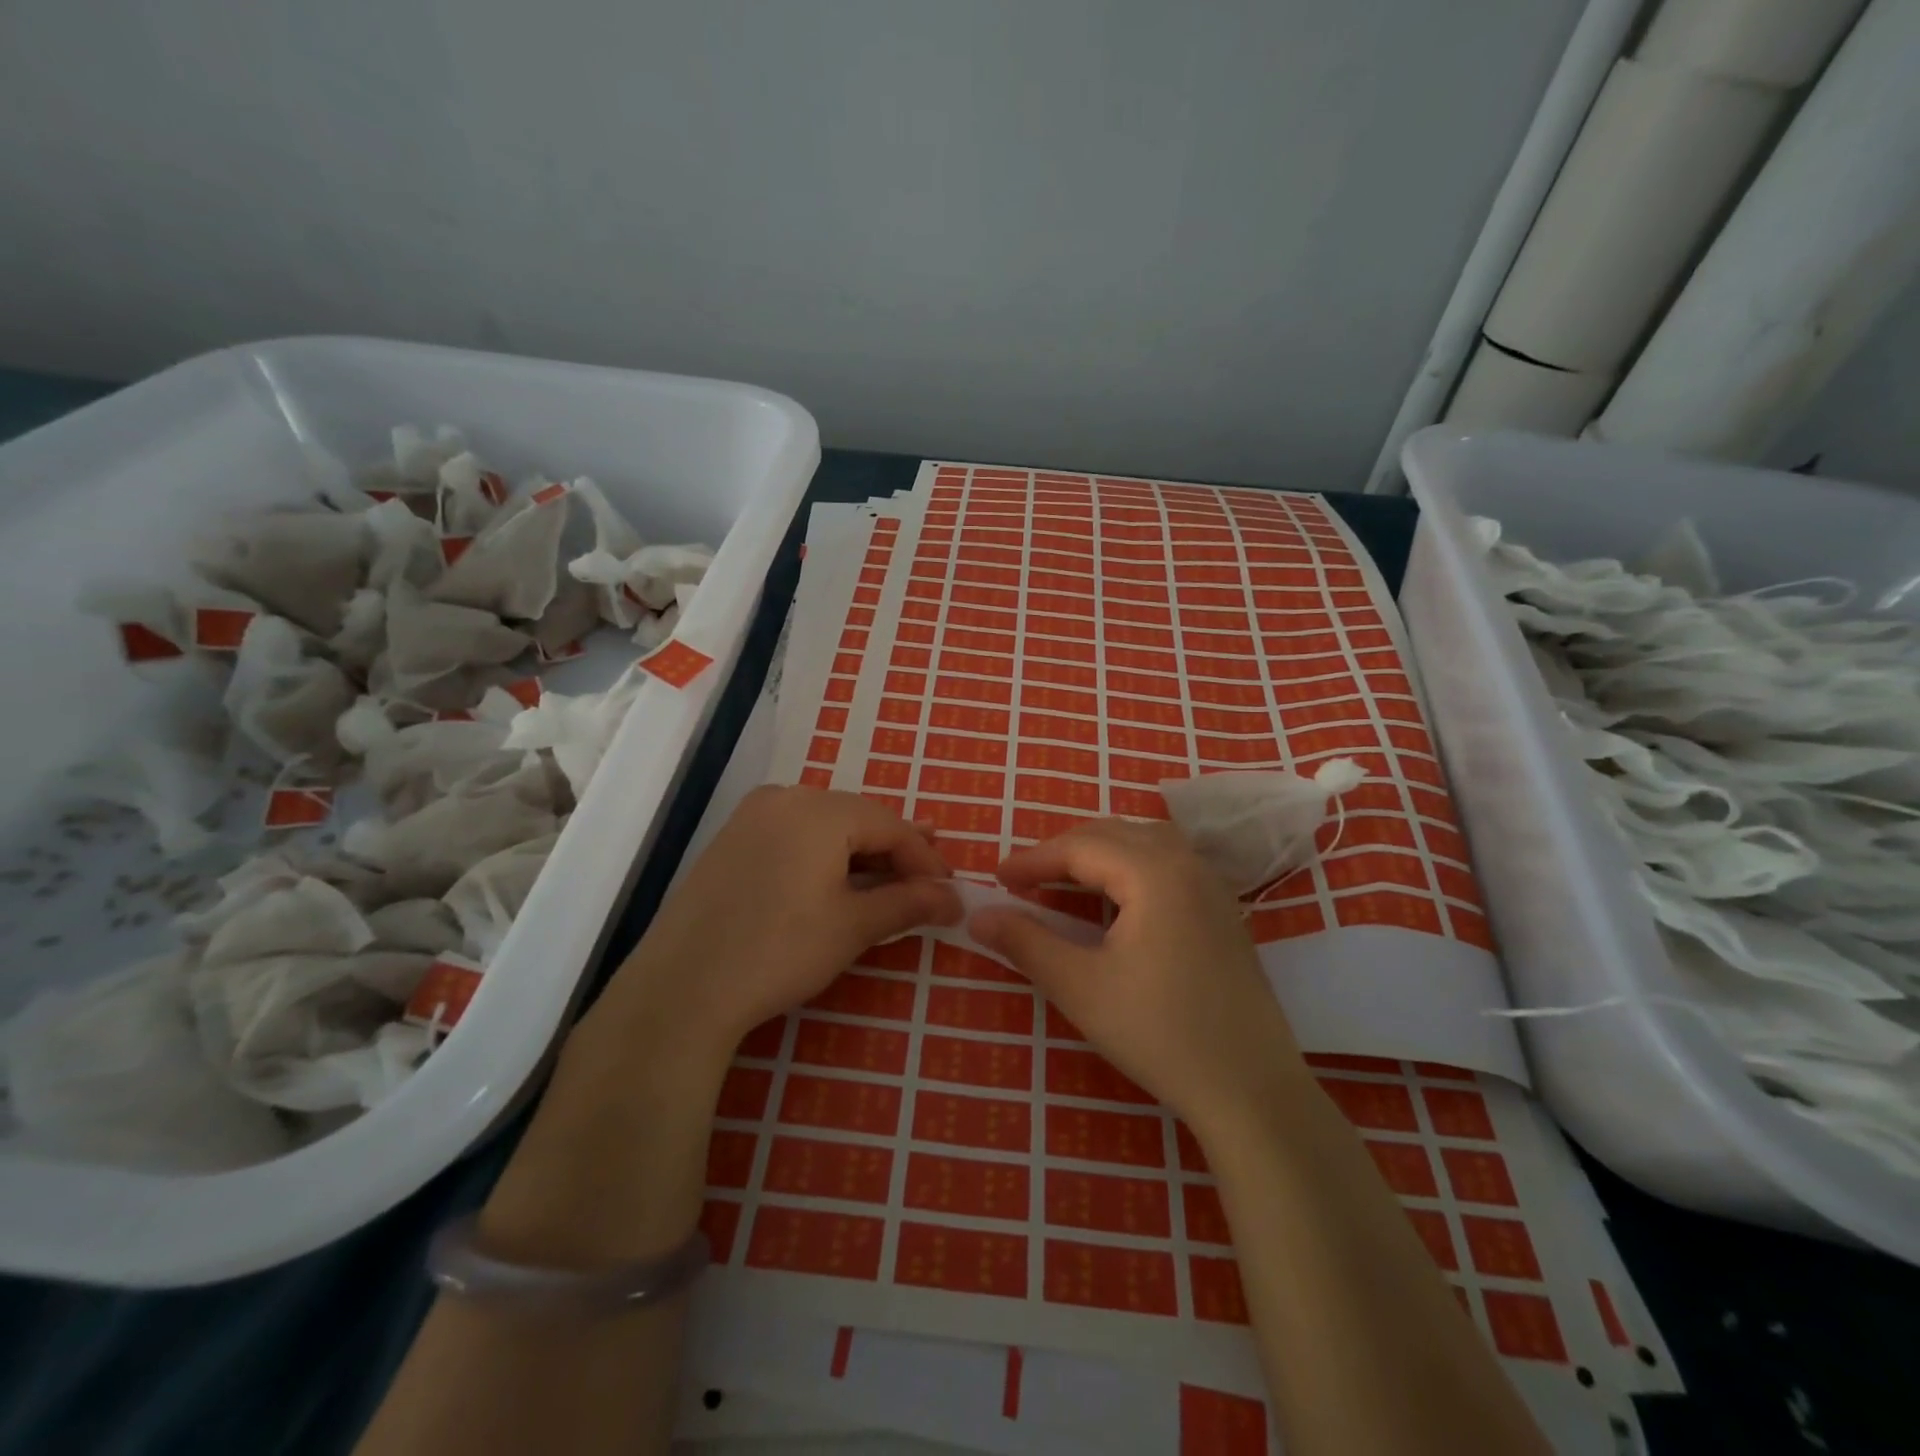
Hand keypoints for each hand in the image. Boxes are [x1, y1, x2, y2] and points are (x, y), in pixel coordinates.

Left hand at [599, 786, 961, 1063]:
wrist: (682, 989)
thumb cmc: (779, 951)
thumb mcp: (853, 926)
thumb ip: (908, 903)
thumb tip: (954, 898)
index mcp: (819, 809)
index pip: (890, 825)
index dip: (925, 859)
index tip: (949, 891)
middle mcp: (785, 797)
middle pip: (858, 818)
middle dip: (895, 851)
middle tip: (927, 880)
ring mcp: (752, 816)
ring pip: (826, 825)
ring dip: (861, 852)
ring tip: (890, 878)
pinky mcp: (731, 840)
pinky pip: (794, 836)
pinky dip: (824, 856)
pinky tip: (837, 880)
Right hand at [971, 818, 1307, 1135]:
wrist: (1252, 1090)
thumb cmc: (1160, 1034)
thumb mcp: (1080, 988)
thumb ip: (1026, 943)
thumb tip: (978, 916)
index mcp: (1154, 872)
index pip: (1080, 847)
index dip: (1033, 859)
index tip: (996, 878)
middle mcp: (1187, 864)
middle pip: (1114, 834)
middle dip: (1064, 851)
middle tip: (1024, 879)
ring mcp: (1213, 886)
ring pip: (1146, 843)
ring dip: (1100, 853)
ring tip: (1065, 880)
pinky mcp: (1224, 912)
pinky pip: (1169, 864)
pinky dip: (1131, 866)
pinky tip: (1119, 898)